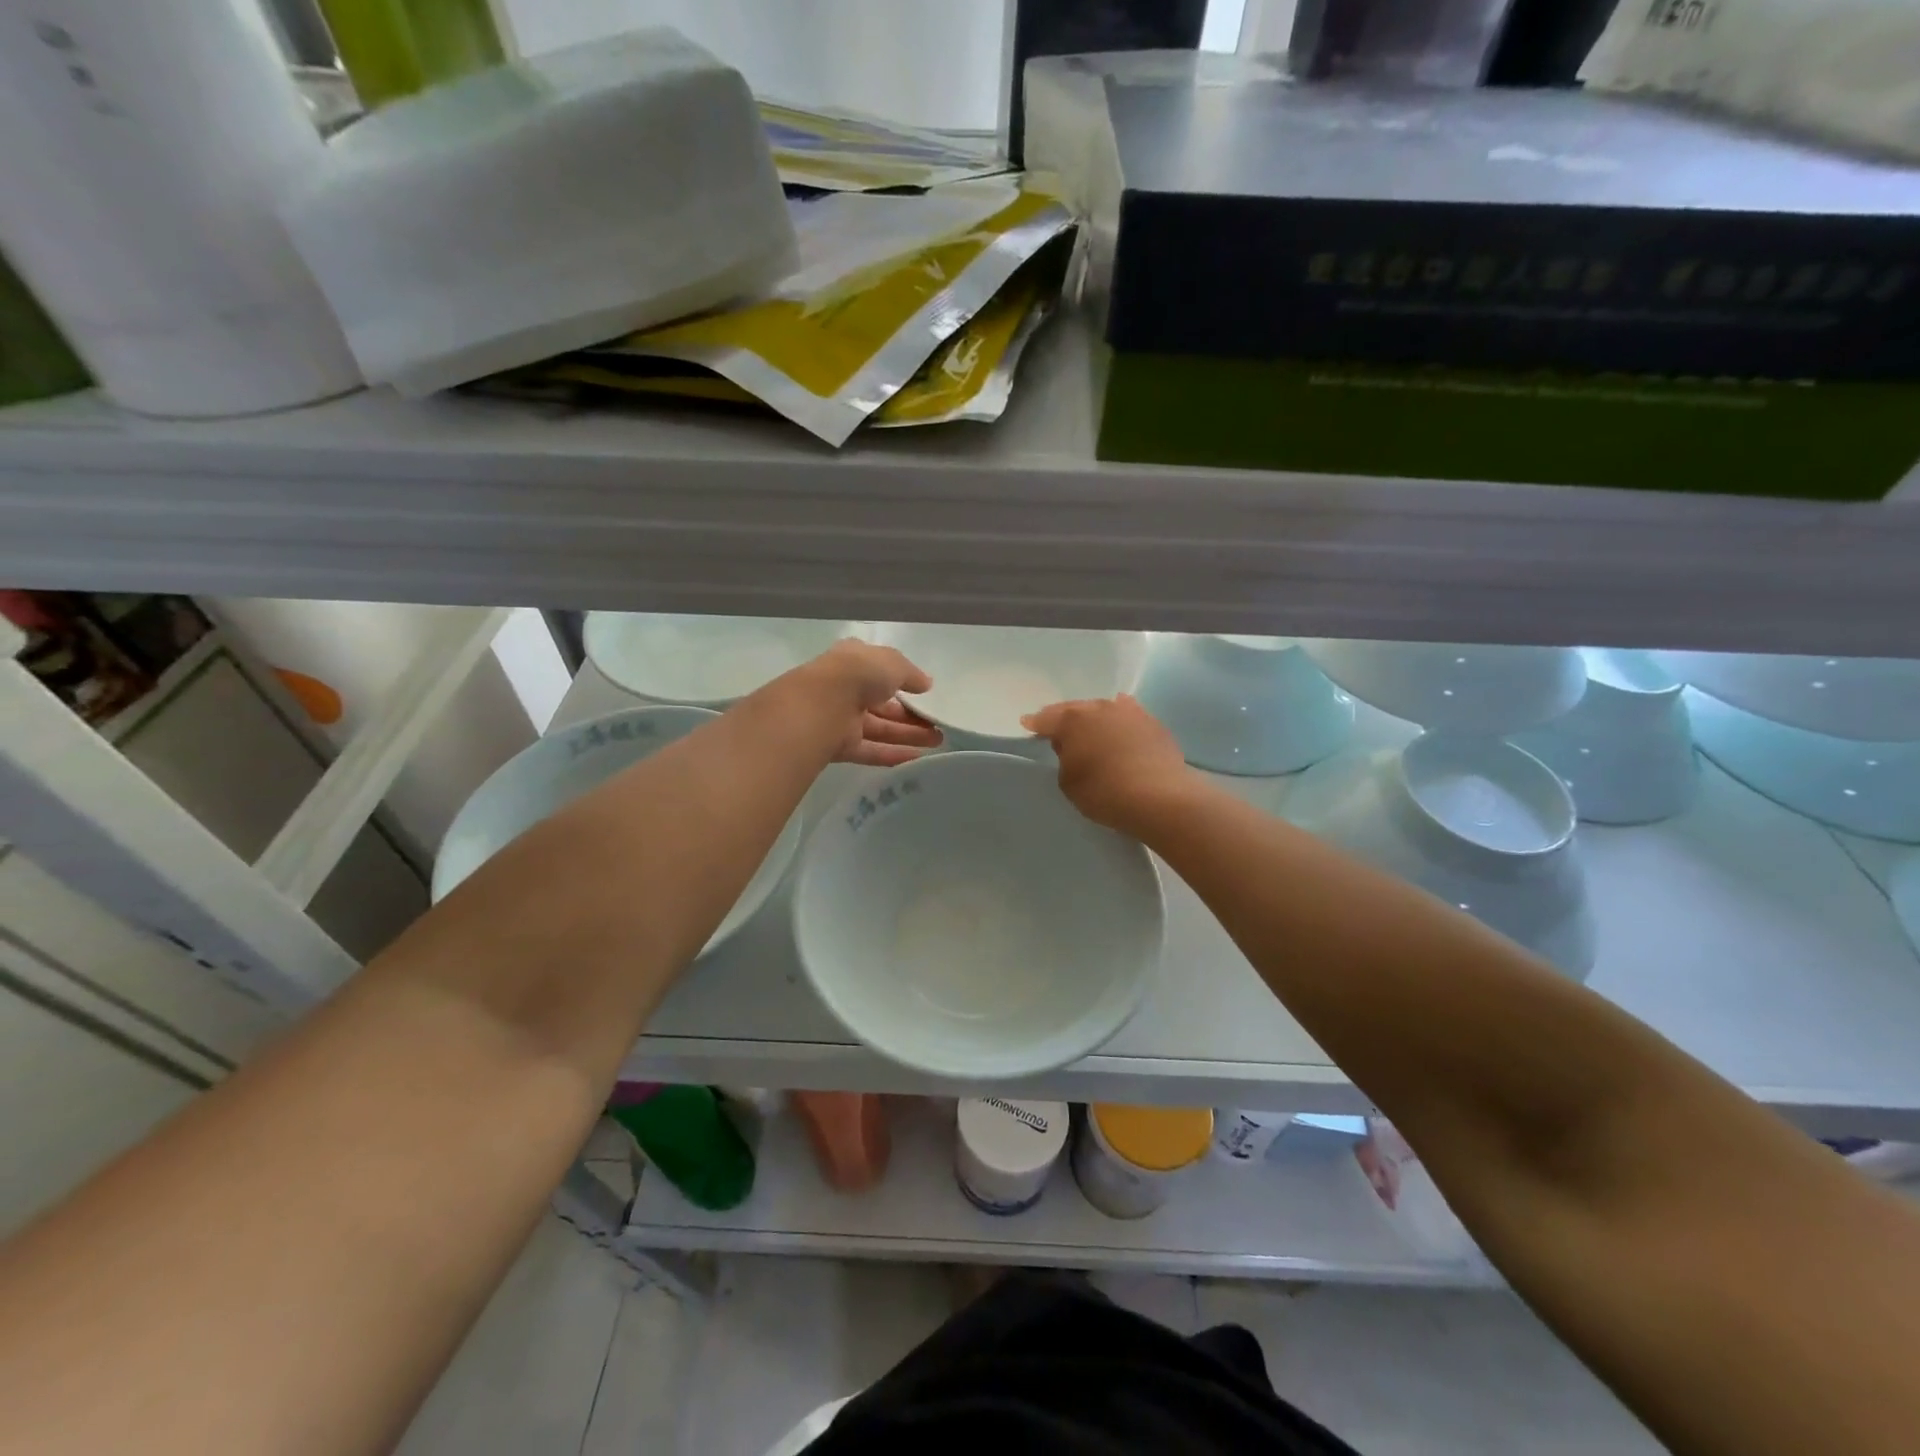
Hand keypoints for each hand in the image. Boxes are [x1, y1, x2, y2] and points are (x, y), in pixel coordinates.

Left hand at [797, 639, 942, 767]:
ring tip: (939, 741)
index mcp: (854, 662)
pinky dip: (893, 754)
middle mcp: (847, 690)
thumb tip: (926, 684)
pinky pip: (871, 751)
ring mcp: (842, 719)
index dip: (903, 681)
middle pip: (883, 705)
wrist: (820, 705)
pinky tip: (918, 758)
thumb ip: (911, 673)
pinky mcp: (841, 746)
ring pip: (880, 729)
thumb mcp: (892, 663)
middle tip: (939, 724)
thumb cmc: (857, 674)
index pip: (880, 671)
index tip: (925, 693)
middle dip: (911, 715)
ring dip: (909, 735)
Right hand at [1022, 694, 1192, 832]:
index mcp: (1072, 720)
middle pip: (1075, 709)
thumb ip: (1065, 759)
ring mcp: (1130, 712)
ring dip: (1094, 719)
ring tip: (1090, 729)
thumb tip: (1073, 747)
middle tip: (1057, 728)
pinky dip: (1119, 724)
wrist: (1160, 797)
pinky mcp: (1153, 723)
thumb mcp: (1069, 782)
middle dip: (1064, 718)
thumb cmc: (1105, 792)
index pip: (1046, 718)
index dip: (1035, 723)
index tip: (1028, 724)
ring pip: (1103, 710)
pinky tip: (1120, 728)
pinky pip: (1128, 719)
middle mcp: (1100, 708)